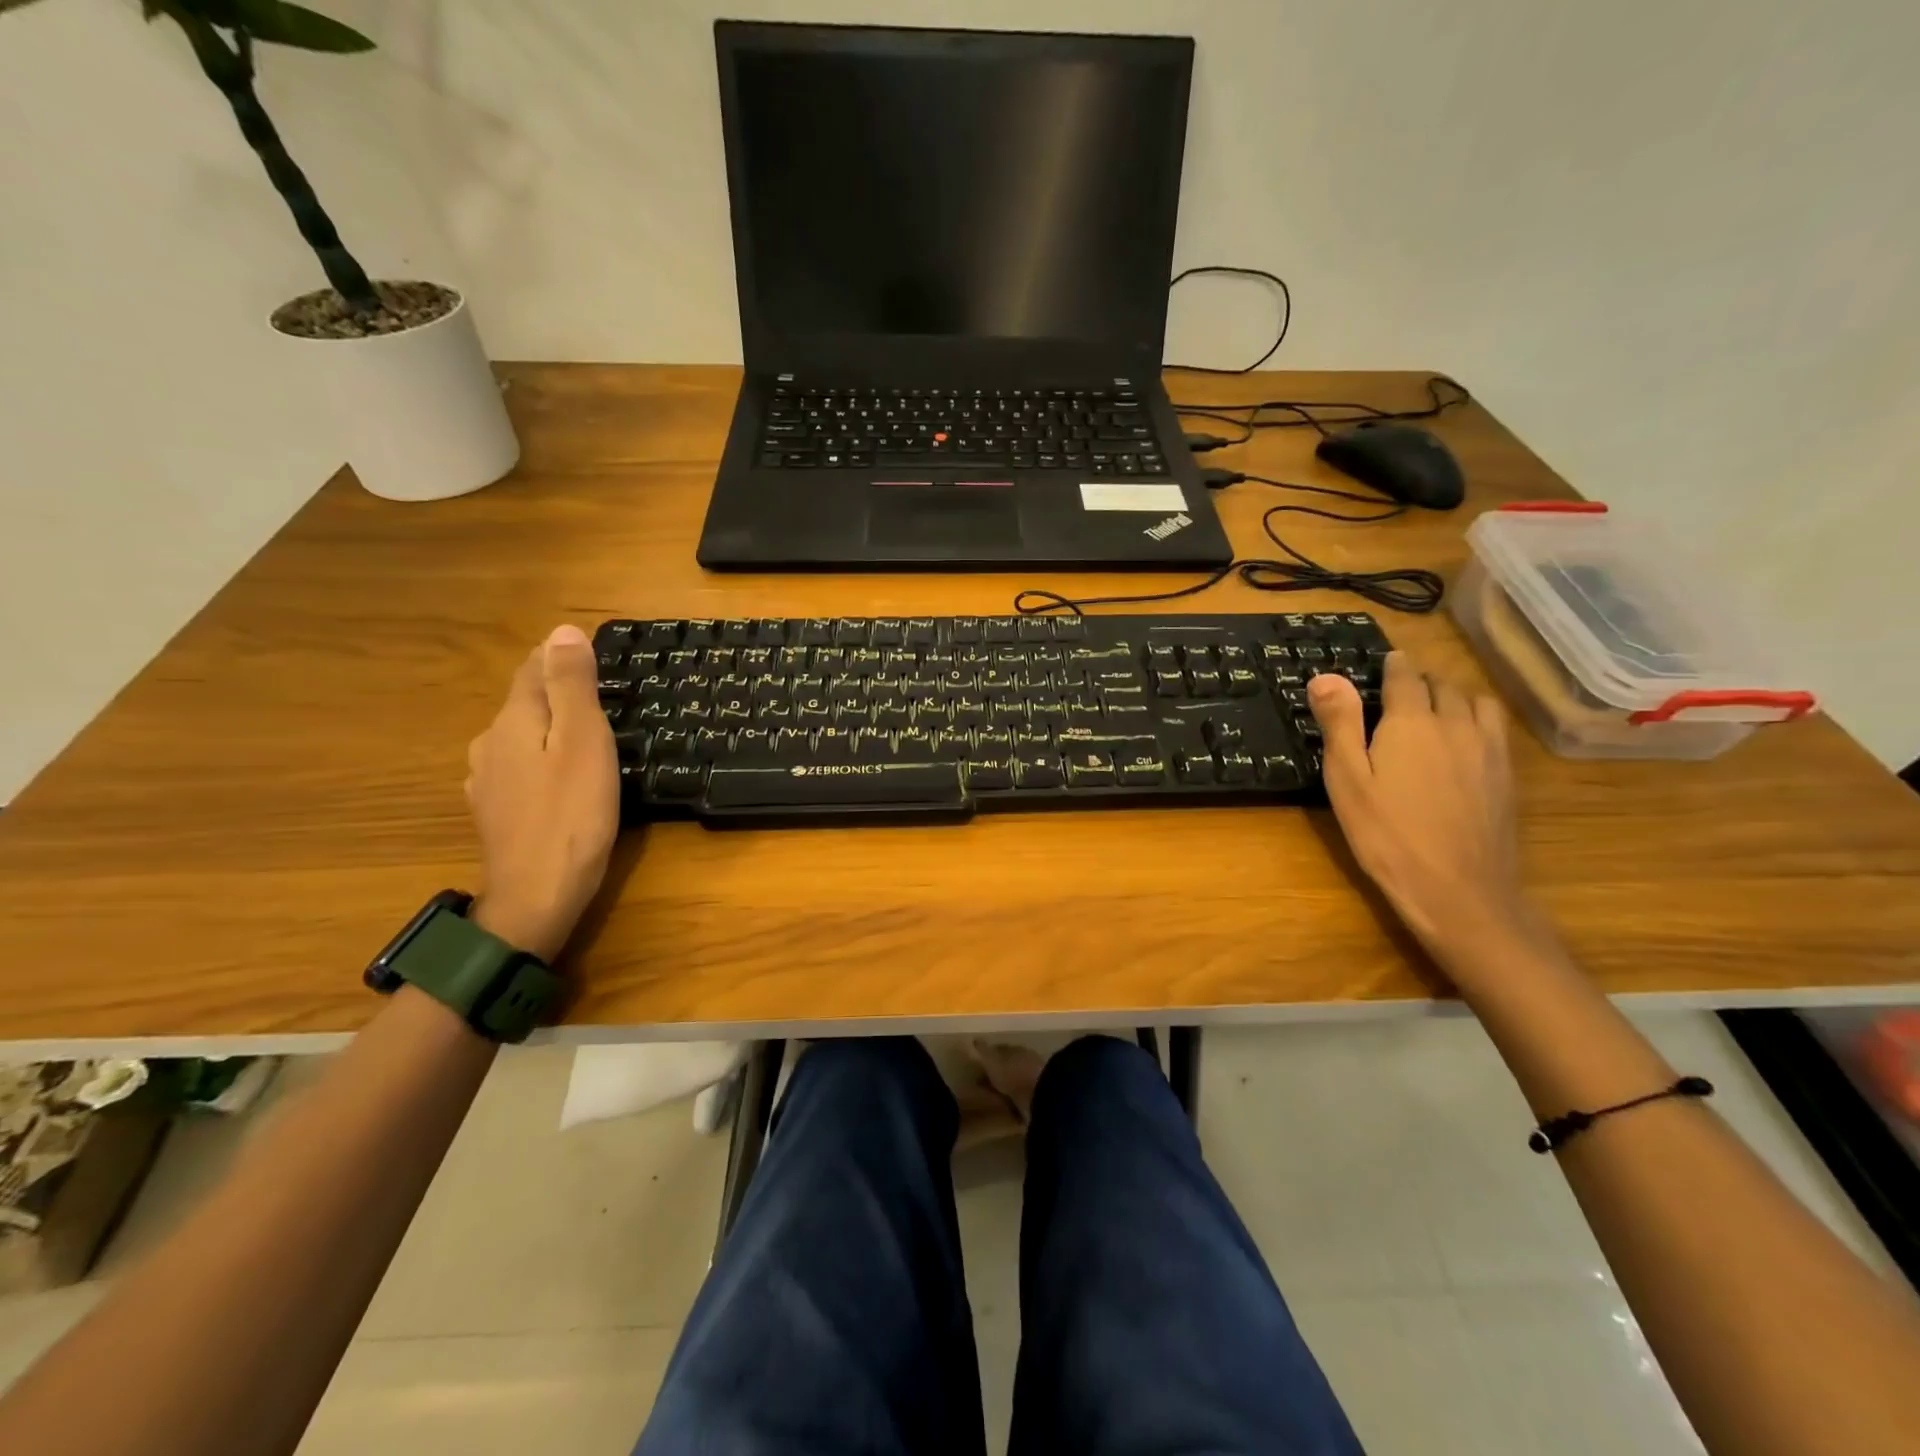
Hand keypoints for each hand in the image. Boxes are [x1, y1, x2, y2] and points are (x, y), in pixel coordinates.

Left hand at [464, 625, 618, 961]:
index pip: (533, 669)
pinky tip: (559, 776)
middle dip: (557, 691)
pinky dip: (542, 760)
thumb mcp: (584, 743)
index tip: (594, 653)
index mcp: (514, 721)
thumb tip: (562, 631)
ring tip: (586, 735)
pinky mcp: (496, 811)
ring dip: (549, 727)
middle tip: (603, 694)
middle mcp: (491, 743)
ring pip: (521, 736)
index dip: (561, 657)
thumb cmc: (572, 814)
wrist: (536, 896)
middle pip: (524, 702)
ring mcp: (488, 781)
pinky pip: (520, 768)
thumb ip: (572, 687)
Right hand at [1309, 653, 1535, 962]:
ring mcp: (1489, 749)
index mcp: (1412, 721)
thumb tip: (1326, 675)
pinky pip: (1496, 728)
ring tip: (1435, 711)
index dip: (1392, 666)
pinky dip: (1477, 720)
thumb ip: (1339, 723)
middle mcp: (1456, 724)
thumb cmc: (1386, 834)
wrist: (1457, 889)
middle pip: (1443, 685)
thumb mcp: (1347, 779)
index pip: (1405, 676)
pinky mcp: (1507, 774)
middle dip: (1421, 681)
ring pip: (1476, 702)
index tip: (1383, 664)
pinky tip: (1464, 742)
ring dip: (1454, 697)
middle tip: (1398, 693)